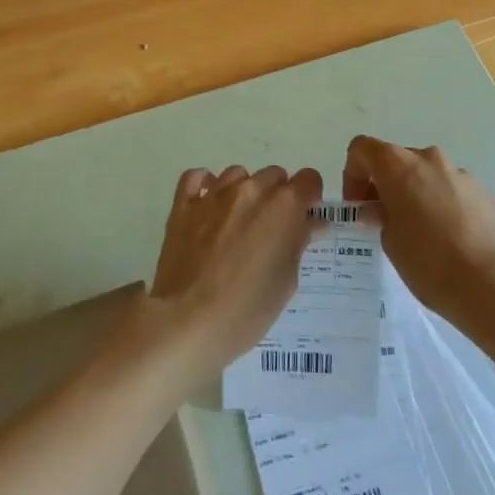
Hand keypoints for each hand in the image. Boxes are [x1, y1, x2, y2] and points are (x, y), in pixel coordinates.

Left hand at [146, 165, 322, 384]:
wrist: (188, 320)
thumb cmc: (248, 309)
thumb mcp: (286, 281)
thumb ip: (298, 242)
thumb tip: (310, 223)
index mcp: (282, 206)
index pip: (308, 179)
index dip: (310, 197)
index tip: (306, 216)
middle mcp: (250, 189)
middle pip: (273, 175)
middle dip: (279, 196)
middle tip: (272, 228)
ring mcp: (214, 194)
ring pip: (238, 174)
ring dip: (244, 191)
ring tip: (239, 222)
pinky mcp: (184, 204)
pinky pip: (195, 178)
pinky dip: (205, 185)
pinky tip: (208, 204)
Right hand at [343, 136, 494, 321]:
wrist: (493, 285)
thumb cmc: (429, 262)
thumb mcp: (390, 242)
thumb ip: (380, 216)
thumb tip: (380, 209)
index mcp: (399, 166)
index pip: (362, 148)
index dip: (353, 173)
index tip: (359, 205)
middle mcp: (430, 160)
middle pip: (398, 160)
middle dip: (387, 185)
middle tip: (386, 220)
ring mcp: (462, 174)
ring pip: (429, 176)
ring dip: (419, 195)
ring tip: (424, 234)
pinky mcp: (487, 193)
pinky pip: (456, 192)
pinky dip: (446, 206)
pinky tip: (453, 241)